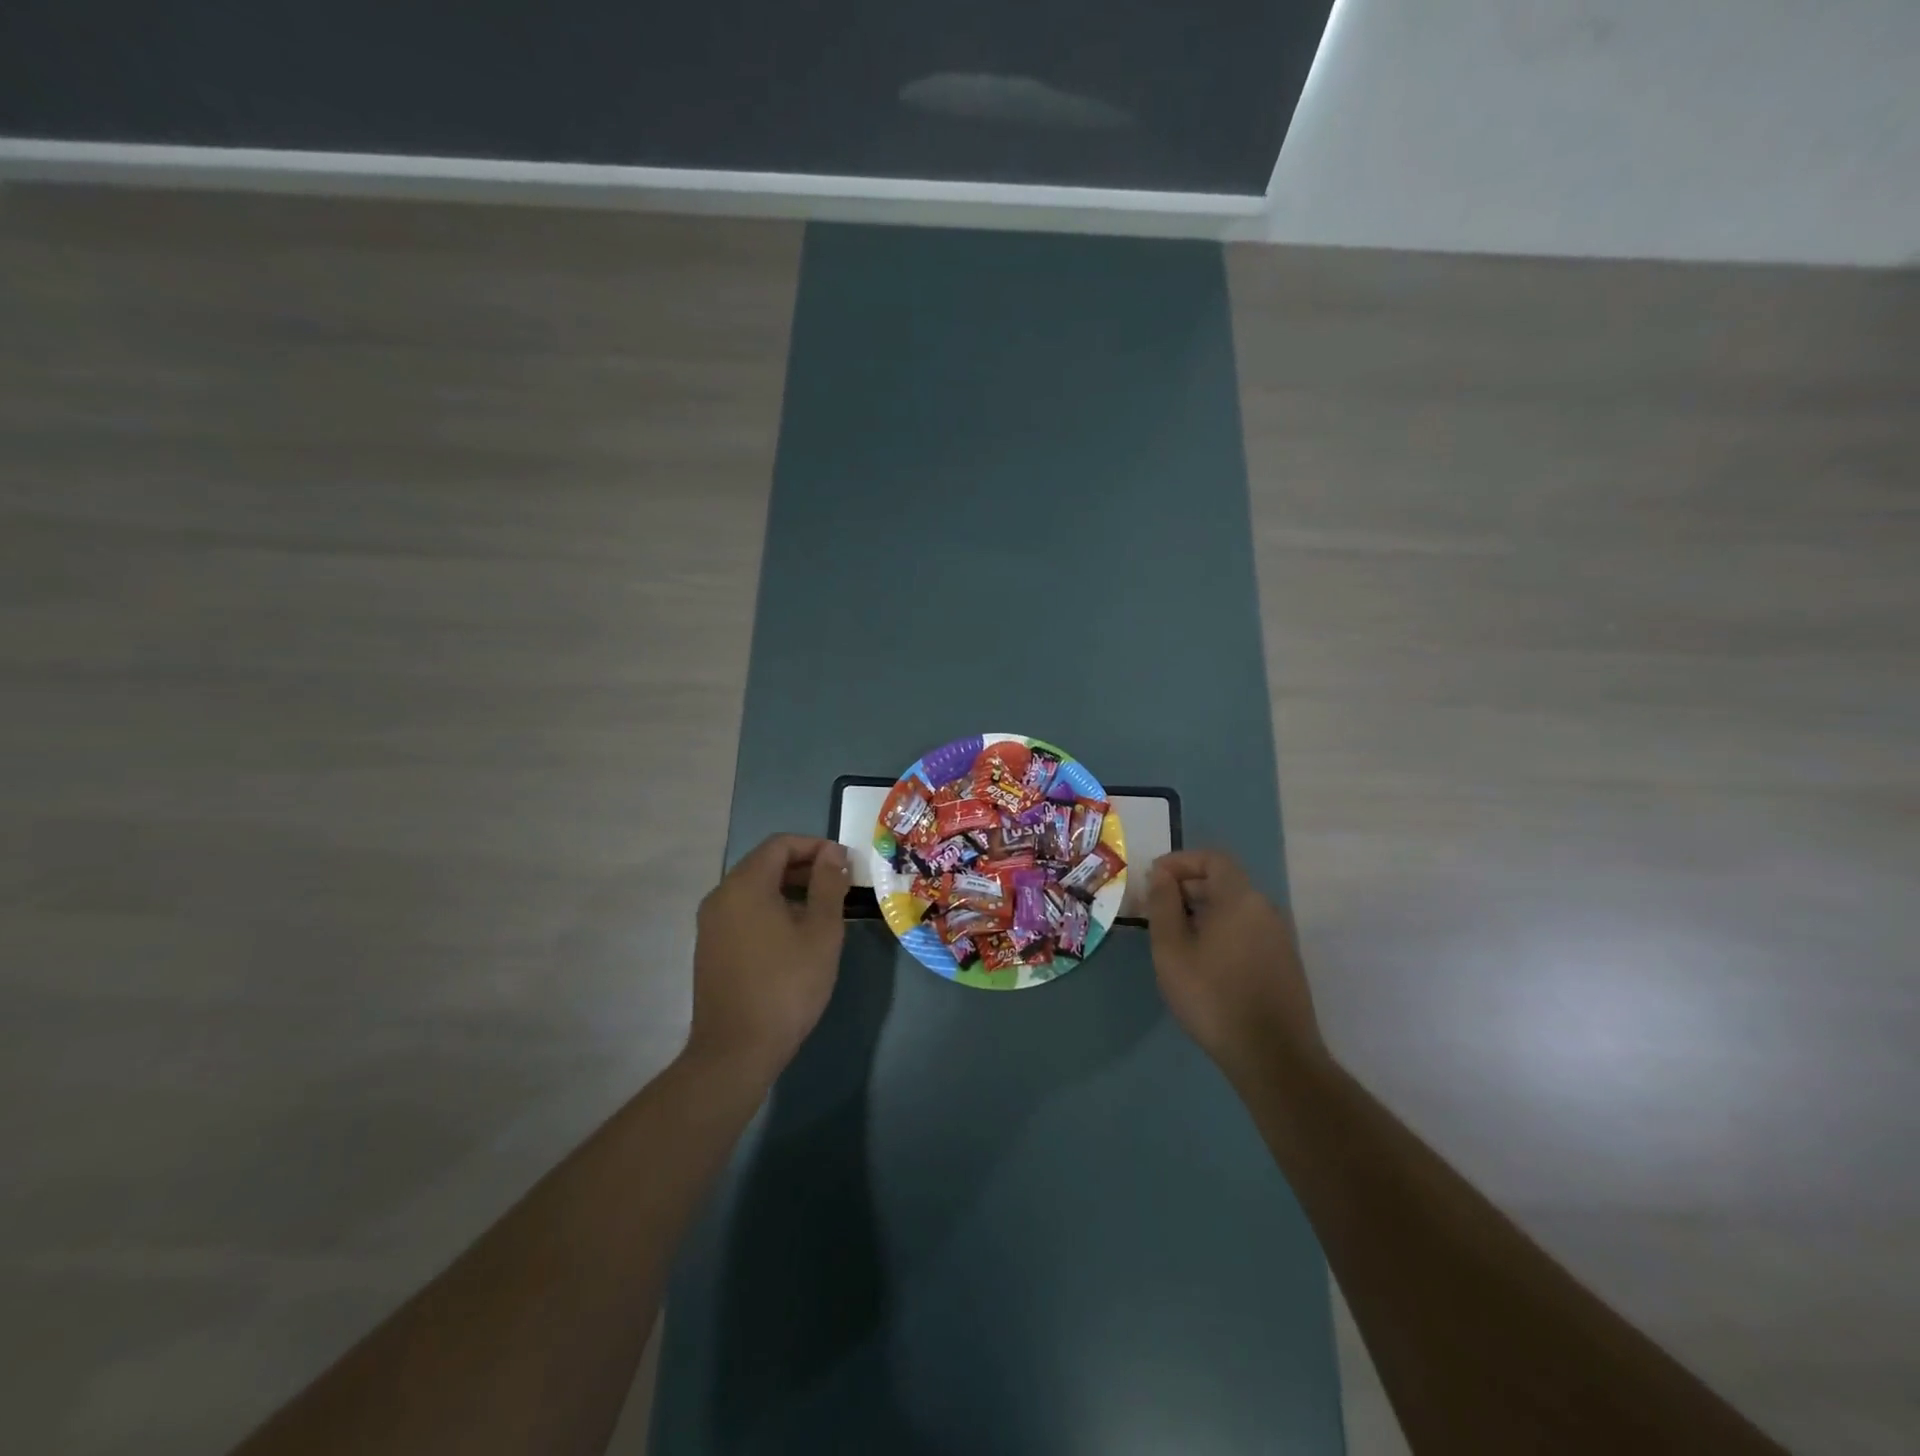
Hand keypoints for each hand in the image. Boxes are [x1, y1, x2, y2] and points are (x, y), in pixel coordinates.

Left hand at [686, 835, 849, 1080]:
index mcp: (744, 885)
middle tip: (839, 886)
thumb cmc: (786, 985)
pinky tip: (795, 937)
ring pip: (754, 889)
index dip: (815, 846)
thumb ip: (828, 884)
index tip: (844, 863)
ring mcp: (711, 924)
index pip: (780, 844)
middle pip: (764, 864)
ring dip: (789, 890)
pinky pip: (743, 912)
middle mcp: (720, 896)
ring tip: (822, 912)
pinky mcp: (710, 948)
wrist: (736, 1050)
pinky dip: (771, 910)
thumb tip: (832, 853)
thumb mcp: (821, 932)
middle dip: (804, 867)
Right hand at [1147, 850, 1325, 1082]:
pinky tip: (1201, 961)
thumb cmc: (1214, 996)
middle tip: (1155, 910)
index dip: (1180, 862)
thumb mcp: (1172, 949)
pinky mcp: (1283, 963)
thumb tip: (1161, 876)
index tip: (1152, 880)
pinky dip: (1220, 931)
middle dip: (1186, 888)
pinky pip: (1246, 930)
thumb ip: (1164, 905)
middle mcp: (1265, 909)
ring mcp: (1279, 937)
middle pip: (1224, 882)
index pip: (1212, 858)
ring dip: (1201, 911)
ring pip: (1234, 908)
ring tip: (1172, 937)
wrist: (1274, 1057)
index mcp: (1240, 898)